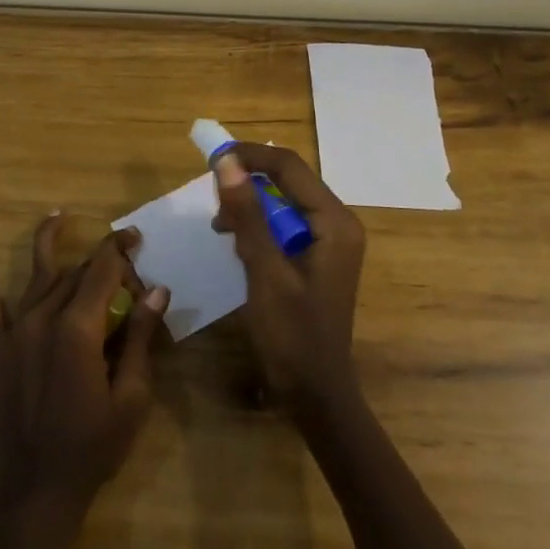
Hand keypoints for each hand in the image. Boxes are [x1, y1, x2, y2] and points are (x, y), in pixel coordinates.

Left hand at [0, 217, 169, 516]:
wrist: (34, 491)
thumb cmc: (92, 448)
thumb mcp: (131, 397)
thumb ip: (142, 338)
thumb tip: (157, 290)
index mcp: (79, 328)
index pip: (103, 271)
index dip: (121, 249)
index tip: (136, 237)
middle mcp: (44, 318)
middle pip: (75, 273)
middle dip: (100, 262)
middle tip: (123, 266)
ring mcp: (15, 331)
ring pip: (38, 277)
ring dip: (48, 244)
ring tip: (57, 216)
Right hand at [211, 143, 365, 416]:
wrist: (315, 392)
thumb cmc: (292, 334)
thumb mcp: (264, 271)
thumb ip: (247, 215)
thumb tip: (226, 162)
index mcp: (335, 221)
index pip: (290, 167)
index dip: (250, 156)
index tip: (211, 158)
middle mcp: (338, 222)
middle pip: (289, 181)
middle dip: (248, 182)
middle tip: (212, 198)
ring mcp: (330, 240)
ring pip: (284, 202)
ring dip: (250, 206)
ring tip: (221, 226)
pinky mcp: (317, 256)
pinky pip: (285, 225)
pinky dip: (259, 226)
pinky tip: (237, 243)